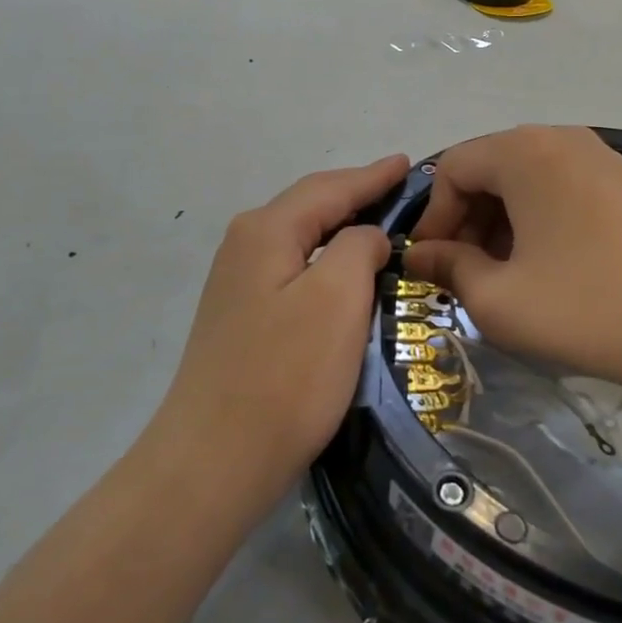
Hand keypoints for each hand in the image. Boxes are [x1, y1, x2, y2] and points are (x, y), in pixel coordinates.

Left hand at [155, 154, 408, 513]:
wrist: (214, 460)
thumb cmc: (286, 375)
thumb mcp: (337, 298)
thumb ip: (357, 247)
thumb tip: (364, 237)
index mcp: (266, 230)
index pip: (329, 188)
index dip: (372, 176)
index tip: (407, 163)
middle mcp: (245, 245)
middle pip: (310, 206)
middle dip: (355, 195)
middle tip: (401, 190)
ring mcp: (237, 283)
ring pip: (301, 238)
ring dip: (341, 227)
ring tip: (380, 223)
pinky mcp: (241, 316)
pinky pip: (294, 268)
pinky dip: (326, 260)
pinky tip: (344, 273)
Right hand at [404, 126, 621, 404]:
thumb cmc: (587, 307)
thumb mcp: (499, 300)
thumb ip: (450, 269)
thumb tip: (423, 256)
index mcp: (522, 151)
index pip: (452, 168)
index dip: (433, 218)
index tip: (431, 266)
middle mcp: (561, 139)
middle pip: (491, 169)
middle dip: (468, 221)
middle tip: (467, 275)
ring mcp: (603, 158)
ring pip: (529, 182)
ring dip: (504, 225)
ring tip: (508, 277)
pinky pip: (565, 192)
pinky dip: (542, 224)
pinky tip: (553, 270)